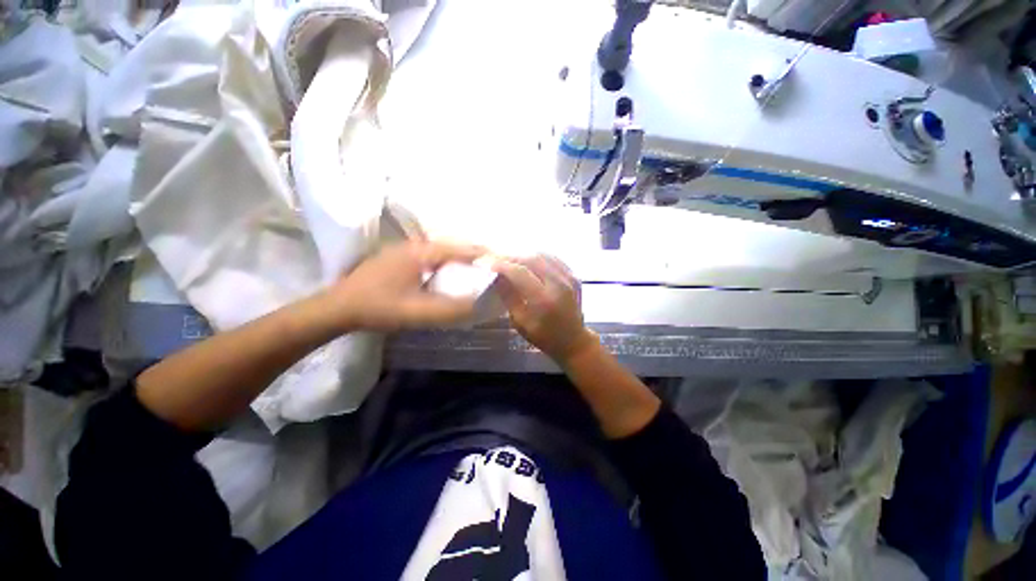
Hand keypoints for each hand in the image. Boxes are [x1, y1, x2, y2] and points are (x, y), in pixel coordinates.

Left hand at [329, 240, 485, 330]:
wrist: (336, 309)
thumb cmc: (378, 307)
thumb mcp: (417, 312)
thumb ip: (450, 309)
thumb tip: (480, 305)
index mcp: (420, 252)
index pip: (459, 248)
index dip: (481, 254)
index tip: (500, 261)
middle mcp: (414, 246)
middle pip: (451, 247)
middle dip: (472, 256)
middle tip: (490, 268)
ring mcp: (403, 251)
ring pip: (440, 252)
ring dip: (458, 259)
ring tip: (475, 271)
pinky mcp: (397, 260)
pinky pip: (430, 258)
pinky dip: (445, 264)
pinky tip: (447, 275)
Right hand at [491, 255, 598, 362]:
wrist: (573, 341)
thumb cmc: (544, 337)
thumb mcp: (520, 322)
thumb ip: (509, 297)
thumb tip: (497, 277)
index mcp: (544, 300)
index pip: (520, 273)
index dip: (504, 266)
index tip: (491, 265)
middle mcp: (559, 284)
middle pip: (532, 259)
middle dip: (513, 257)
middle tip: (501, 261)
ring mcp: (569, 278)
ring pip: (544, 255)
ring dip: (526, 255)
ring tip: (513, 260)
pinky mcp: (574, 276)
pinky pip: (554, 259)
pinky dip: (540, 257)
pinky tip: (531, 261)